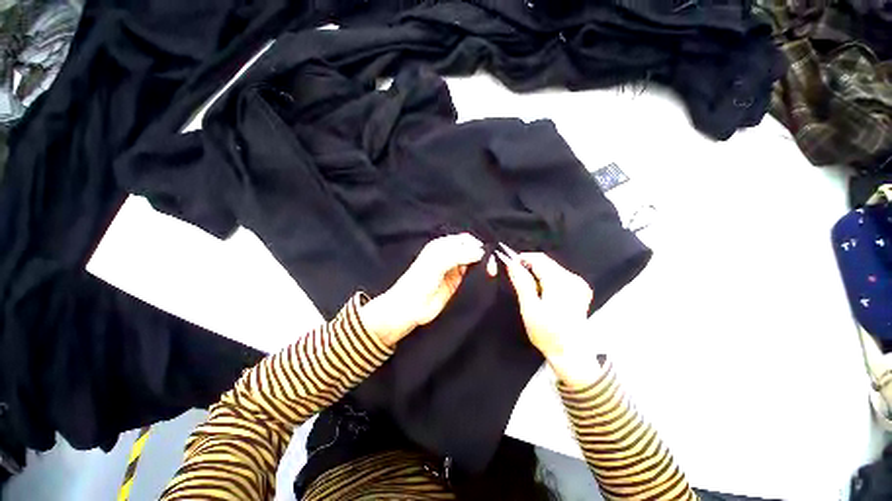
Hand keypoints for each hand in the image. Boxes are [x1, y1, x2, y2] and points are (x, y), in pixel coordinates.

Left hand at [360, 234, 486, 345]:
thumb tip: (481, 251)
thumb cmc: (420, 281)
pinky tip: (487, 276)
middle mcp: (449, 255)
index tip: (487, 253)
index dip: (476, 244)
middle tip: (491, 265)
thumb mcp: (438, 263)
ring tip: (491, 271)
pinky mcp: (457, 282)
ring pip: (473, 261)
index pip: (464, 239)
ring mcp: (453, 269)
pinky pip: (471, 274)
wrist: (410, 307)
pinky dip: (480, 273)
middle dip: (482, 253)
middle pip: (470, 249)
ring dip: (483, 263)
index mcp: (442, 245)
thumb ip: (459, 255)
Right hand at [501, 252, 602, 385]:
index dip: (522, 258)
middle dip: (529, 266)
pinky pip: (559, 275)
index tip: (509, 264)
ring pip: (552, 268)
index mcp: (560, 282)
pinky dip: (546, 279)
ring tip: (527, 288)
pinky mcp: (580, 290)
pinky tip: (541, 292)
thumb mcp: (530, 309)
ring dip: (537, 273)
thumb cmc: (548, 334)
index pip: (539, 259)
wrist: (572, 355)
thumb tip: (511, 263)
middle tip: (515, 277)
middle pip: (546, 262)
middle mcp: (572, 279)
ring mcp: (578, 284)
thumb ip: (521, 283)